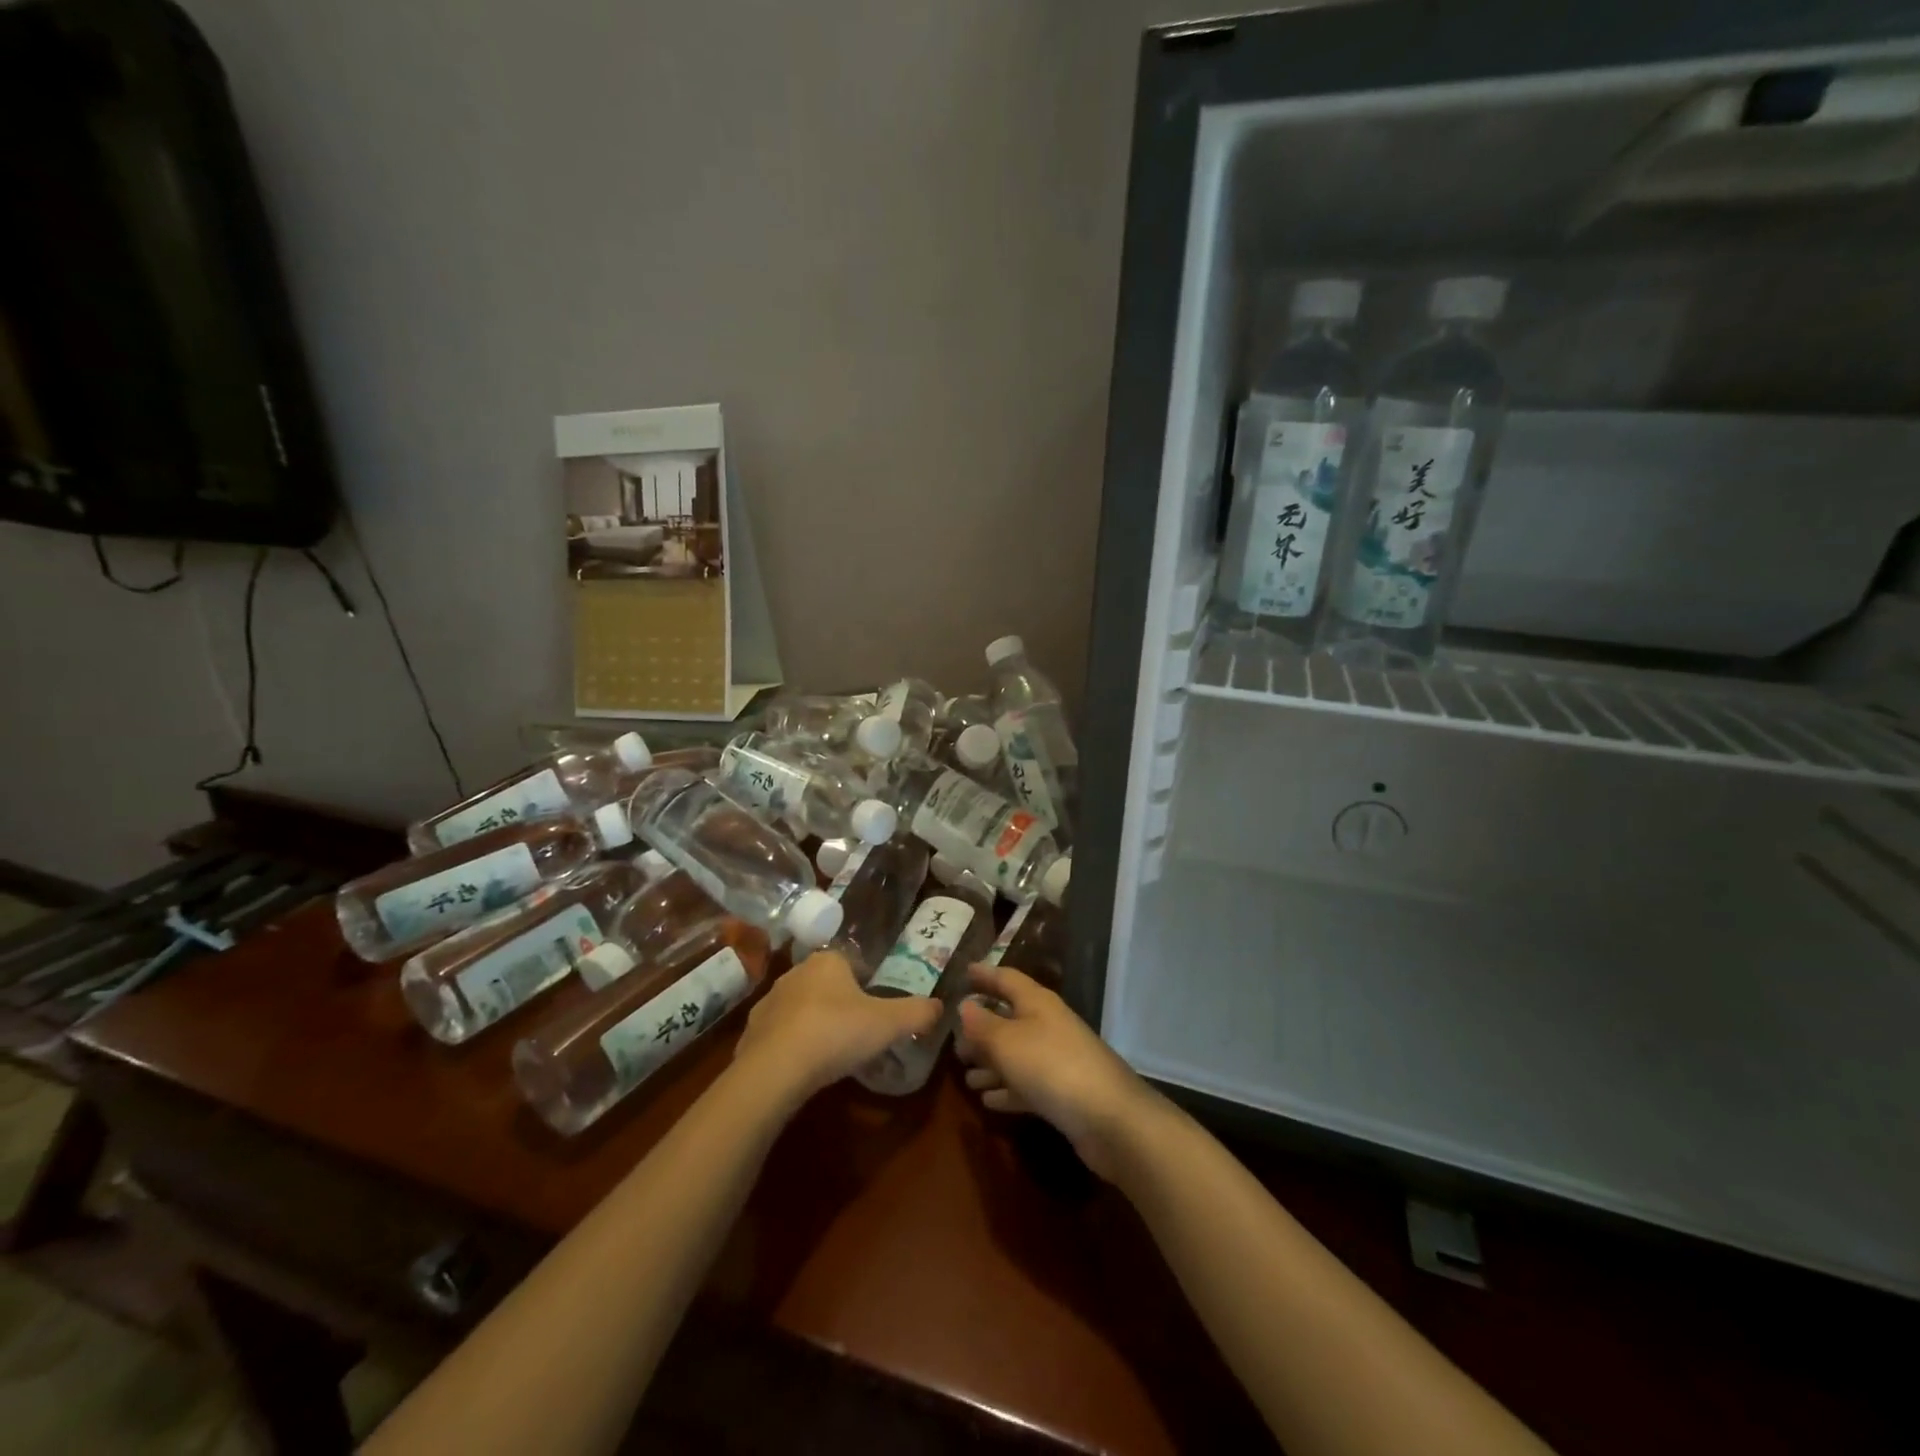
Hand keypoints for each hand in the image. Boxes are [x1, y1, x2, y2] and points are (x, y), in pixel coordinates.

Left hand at [733, 949, 940, 1102]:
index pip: (850, 963)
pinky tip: (802, 1067)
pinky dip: (790, 1046)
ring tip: (830, 1052)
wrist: (775, 1070)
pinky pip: (778, 1034)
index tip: (876, 1008)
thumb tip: (940, 1006)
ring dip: (813, 1023)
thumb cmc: (837, 1033)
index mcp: (828, 961)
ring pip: (800, 1008)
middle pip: (824, 984)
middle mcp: (795, 973)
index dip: (865, 983)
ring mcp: (769, 1002)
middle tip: (857, 1031)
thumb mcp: (889, 1023)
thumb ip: (917, 1012)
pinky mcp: (750, 1033)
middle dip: (839, 1003)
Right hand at [956, 964, 1166, 1181]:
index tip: (963, 972)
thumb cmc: (1051, 1066)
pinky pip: (1026, 1085)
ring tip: (965, 1076)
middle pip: (1010, 1018)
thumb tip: (964, 1006)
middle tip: (954, 1040)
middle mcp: (1048, 1025)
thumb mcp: (1007, 1041)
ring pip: (1016, 1055)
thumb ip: (982, 1024)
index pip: (1006, 979)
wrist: (1109, 1118)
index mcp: (1037, 1002)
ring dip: (991, 1064)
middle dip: (982, 1028)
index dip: (984, 974)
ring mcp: (1057, 1060)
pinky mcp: (1062, 1093)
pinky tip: (988, 1101)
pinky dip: (1007, 1090)